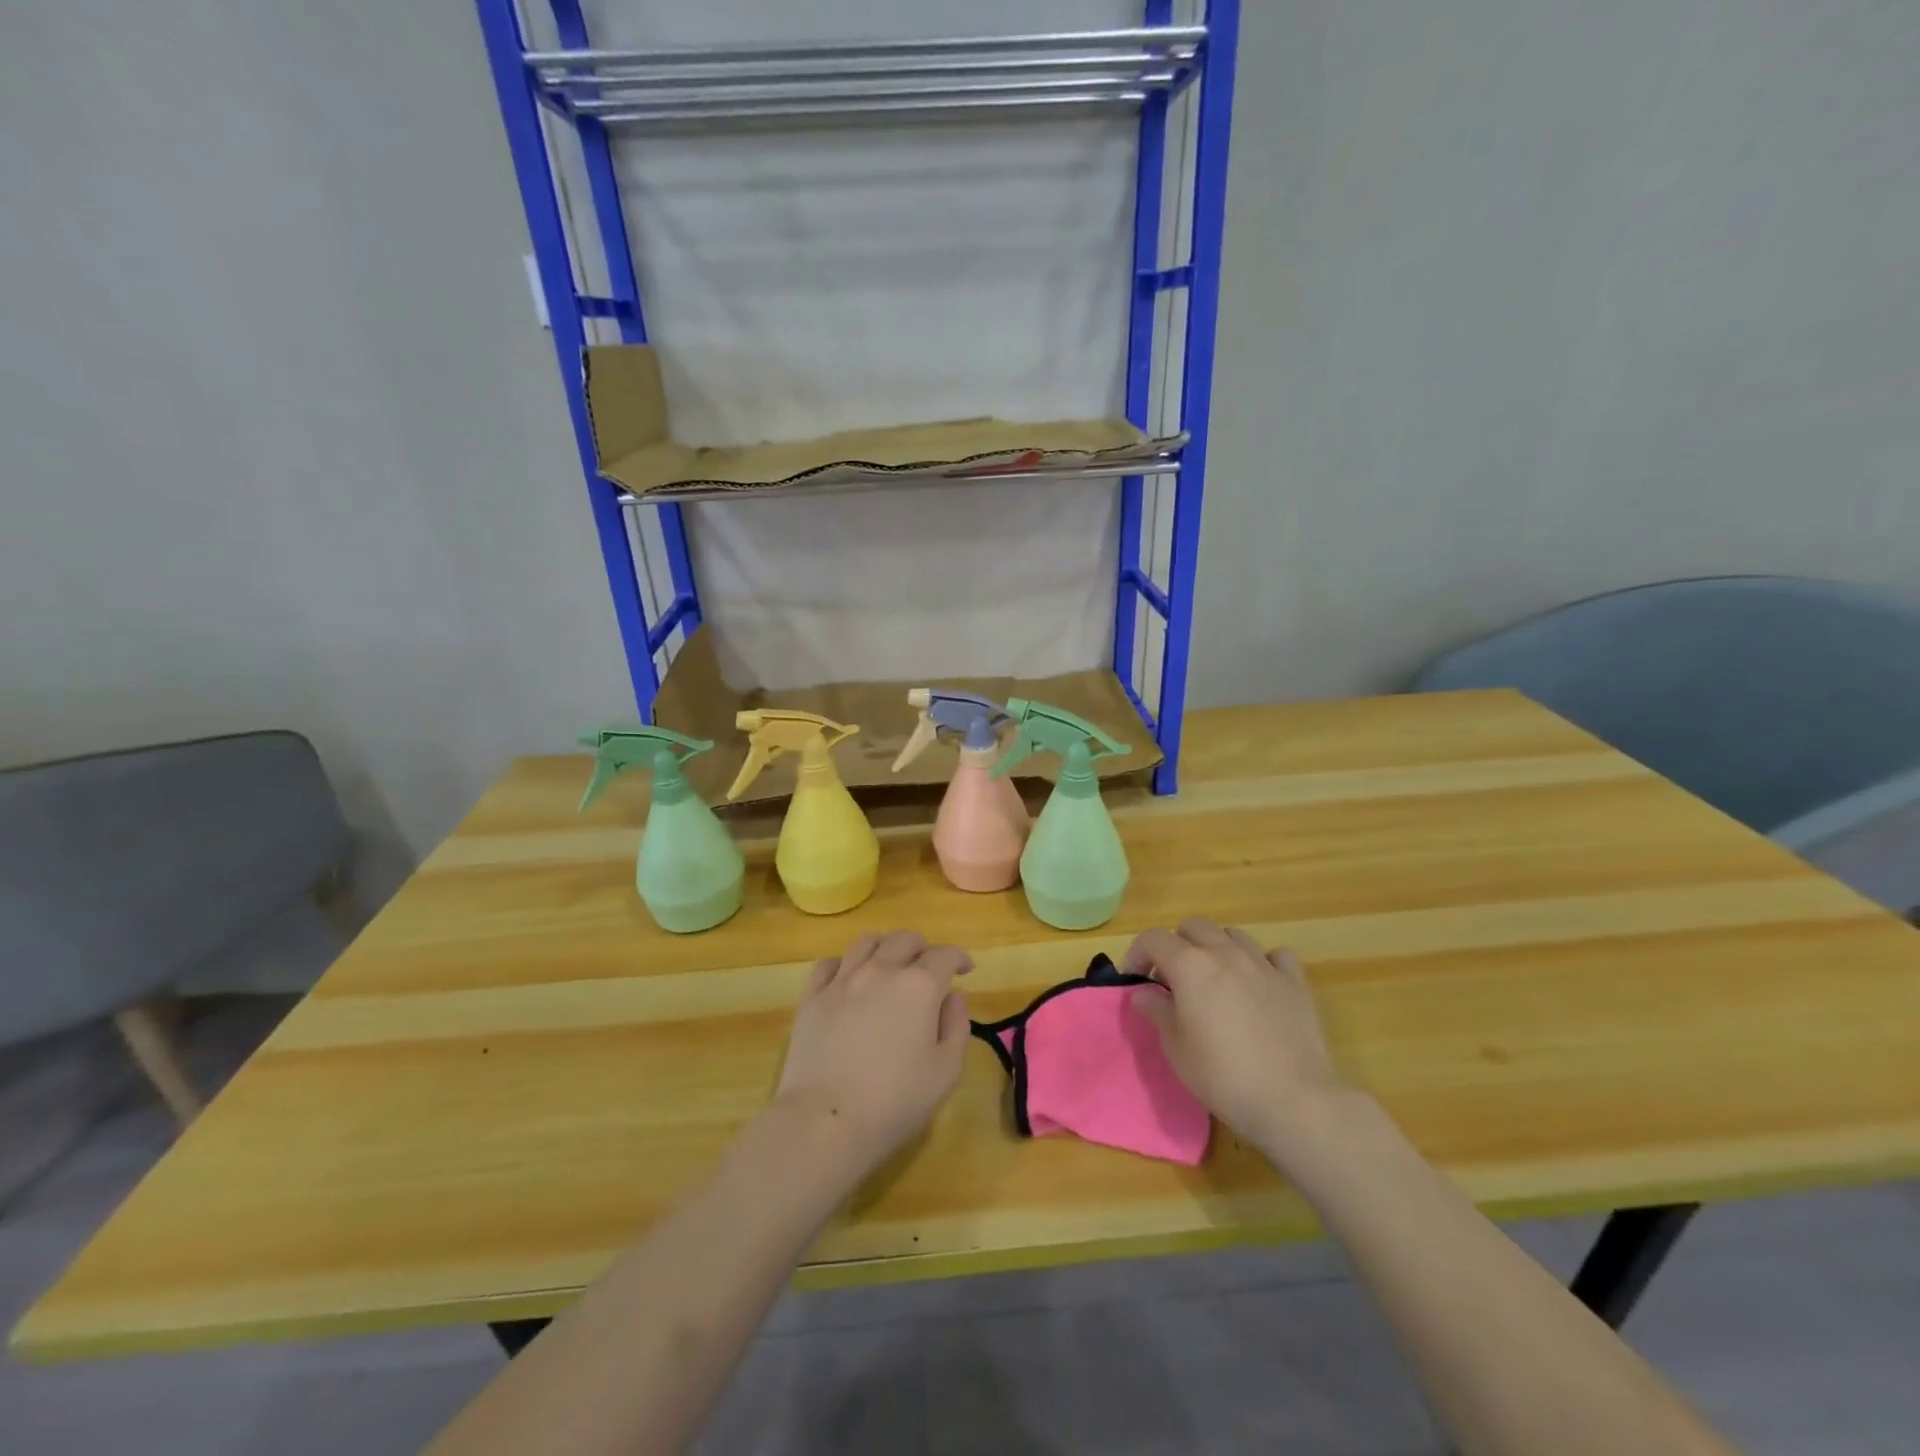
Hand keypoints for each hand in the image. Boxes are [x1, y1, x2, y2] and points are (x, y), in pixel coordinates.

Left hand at [772, 931, 972, 1177]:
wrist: (826, 1121)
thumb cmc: (895, 1101)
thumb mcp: (946, 1071)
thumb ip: (956, 1026)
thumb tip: (954, 995)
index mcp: (919, 986)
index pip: (945, 955)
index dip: (958, 958)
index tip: (964, 970)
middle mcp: (881, 971)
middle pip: (905, 939)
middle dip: (923, 948)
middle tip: (929, 968)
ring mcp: (842, 981)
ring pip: (867, 942)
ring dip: (886, 947)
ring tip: (890, 965)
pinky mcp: (812, 998)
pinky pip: (829, 964)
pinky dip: (845, 964)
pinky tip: (849, 979)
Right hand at [1125, 919, 1350, 1156]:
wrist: (1295, 1101)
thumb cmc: (1224, 1076)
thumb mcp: (1176, 1049)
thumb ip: (1157, 1012)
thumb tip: (1144, 993)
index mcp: (1190, 965)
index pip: (1153, 938)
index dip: (1137, 953)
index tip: (1135, 979)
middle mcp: (1225, 953)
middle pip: (1193, 926)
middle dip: (1177, 945)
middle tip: (1173, 979)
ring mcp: (1263, 964)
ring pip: (1232, 934)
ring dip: (1216, 948)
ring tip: (1214, 979)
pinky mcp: (1295, 982)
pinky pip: (1275, 955)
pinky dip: (1262, 962)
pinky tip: (1259, 983)